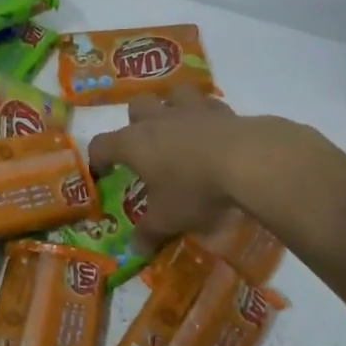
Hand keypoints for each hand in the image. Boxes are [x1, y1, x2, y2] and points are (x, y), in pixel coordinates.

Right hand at [87, 88, 246, 251]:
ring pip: (173, 95)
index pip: (102, 145)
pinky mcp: (223, 110)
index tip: (102, 173)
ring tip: (179, 129)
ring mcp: (191, 110)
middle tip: (145, 147)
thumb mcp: (168, 219)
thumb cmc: (194, 189)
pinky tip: (214, 133)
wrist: (247, 161)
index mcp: (134, 143)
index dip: (98, 159)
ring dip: (172, 107)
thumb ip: (148, 234)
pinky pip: (208, 105)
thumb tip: (135, 250)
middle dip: (136, 122)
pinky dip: (207, 116)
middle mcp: (158, 119)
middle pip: (136, 106)